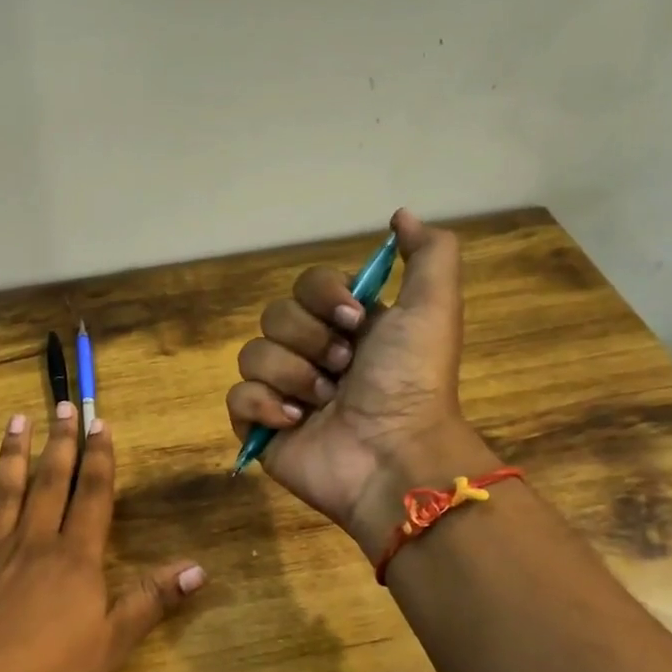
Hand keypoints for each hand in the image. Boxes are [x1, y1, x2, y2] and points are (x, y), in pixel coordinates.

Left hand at [0, 403, 205, 671]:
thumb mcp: (113, 642)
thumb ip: (152, 601)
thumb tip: (199, 568)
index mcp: (74, 557)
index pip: (91, 496)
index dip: (99, 458)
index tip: (100, 423)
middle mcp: (32, 543)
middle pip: (48, 483)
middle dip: (59, 443)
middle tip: (60, 406)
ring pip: (3, 493)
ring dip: (11, 456)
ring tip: (16, 421)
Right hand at [224, 209, 497, 558]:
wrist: (393, 455)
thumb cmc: (412, 382)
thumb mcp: (434, 308)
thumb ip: (429, 254)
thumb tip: (400, 215)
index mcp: (347, 328)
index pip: (306, 286)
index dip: (323, 296)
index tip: (353, 319)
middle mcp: (314, 355)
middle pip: (274, 316)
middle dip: (309, 340)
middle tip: (343, 369)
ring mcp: (285, 393)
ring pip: (252, 355)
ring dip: (291, 375)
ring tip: (323, 402)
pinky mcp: (263, 428)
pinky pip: (237, 397)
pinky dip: (263, 406)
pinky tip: (294, 422)